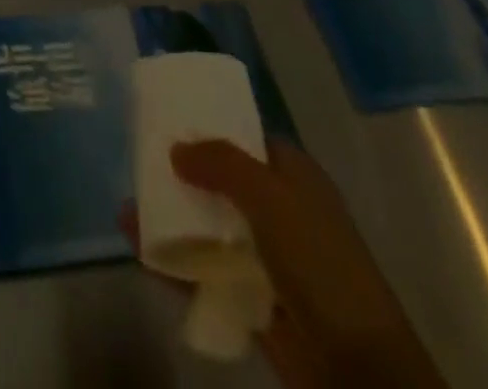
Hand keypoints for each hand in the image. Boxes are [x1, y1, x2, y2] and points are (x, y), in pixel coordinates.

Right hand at [123, 140, 445, 388]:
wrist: (357, 367)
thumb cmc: (318, 261)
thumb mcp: (270, 196)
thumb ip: (221, 164)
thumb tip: (175, 147)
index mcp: (293, 175)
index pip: (246, 138)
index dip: (211, 129)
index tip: (169, 122)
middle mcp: (280, 209)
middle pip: (223, 182)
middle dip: (184, 175)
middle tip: (140, 165)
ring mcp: (266, 257)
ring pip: (211, 228)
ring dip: (174, 220)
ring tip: (130, 211)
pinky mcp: (252, 299)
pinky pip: (208, 273)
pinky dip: (177, 264)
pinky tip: (142, 253)